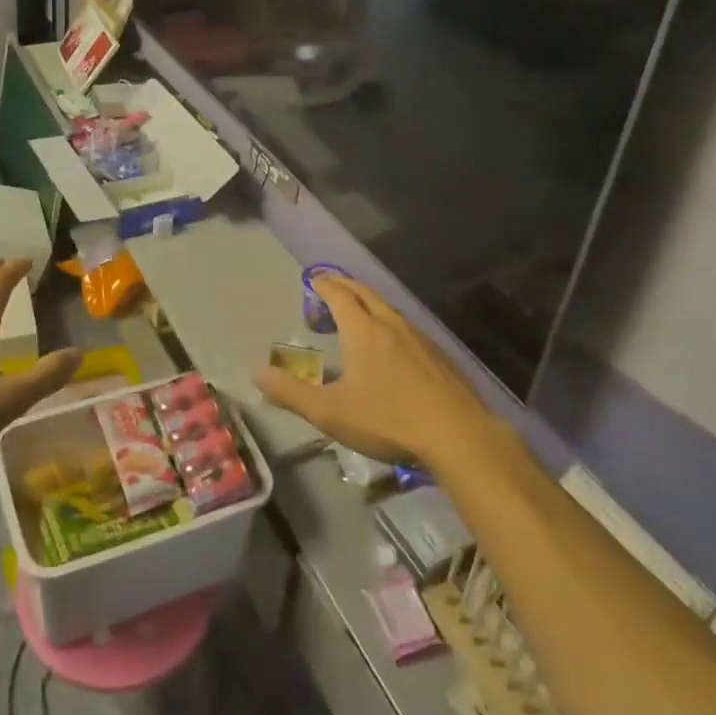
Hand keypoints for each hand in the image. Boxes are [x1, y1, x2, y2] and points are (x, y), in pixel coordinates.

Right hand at [256, 276, 499, 468]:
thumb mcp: (330, 412)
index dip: (324, 284)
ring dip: (369, 304)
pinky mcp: (440, 356)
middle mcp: (390, 324)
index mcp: (362, 329)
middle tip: (331, 286)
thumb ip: (291, 392)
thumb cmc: (388, 419)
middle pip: (365, 294)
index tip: (313, 279)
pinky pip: (407, 328)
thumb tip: (257, 372)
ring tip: (358, 313)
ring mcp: (419, 338)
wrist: (458, 435)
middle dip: (345, 286)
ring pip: (389, 309)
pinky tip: (394, 346)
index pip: (338, 295)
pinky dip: (390, 324)